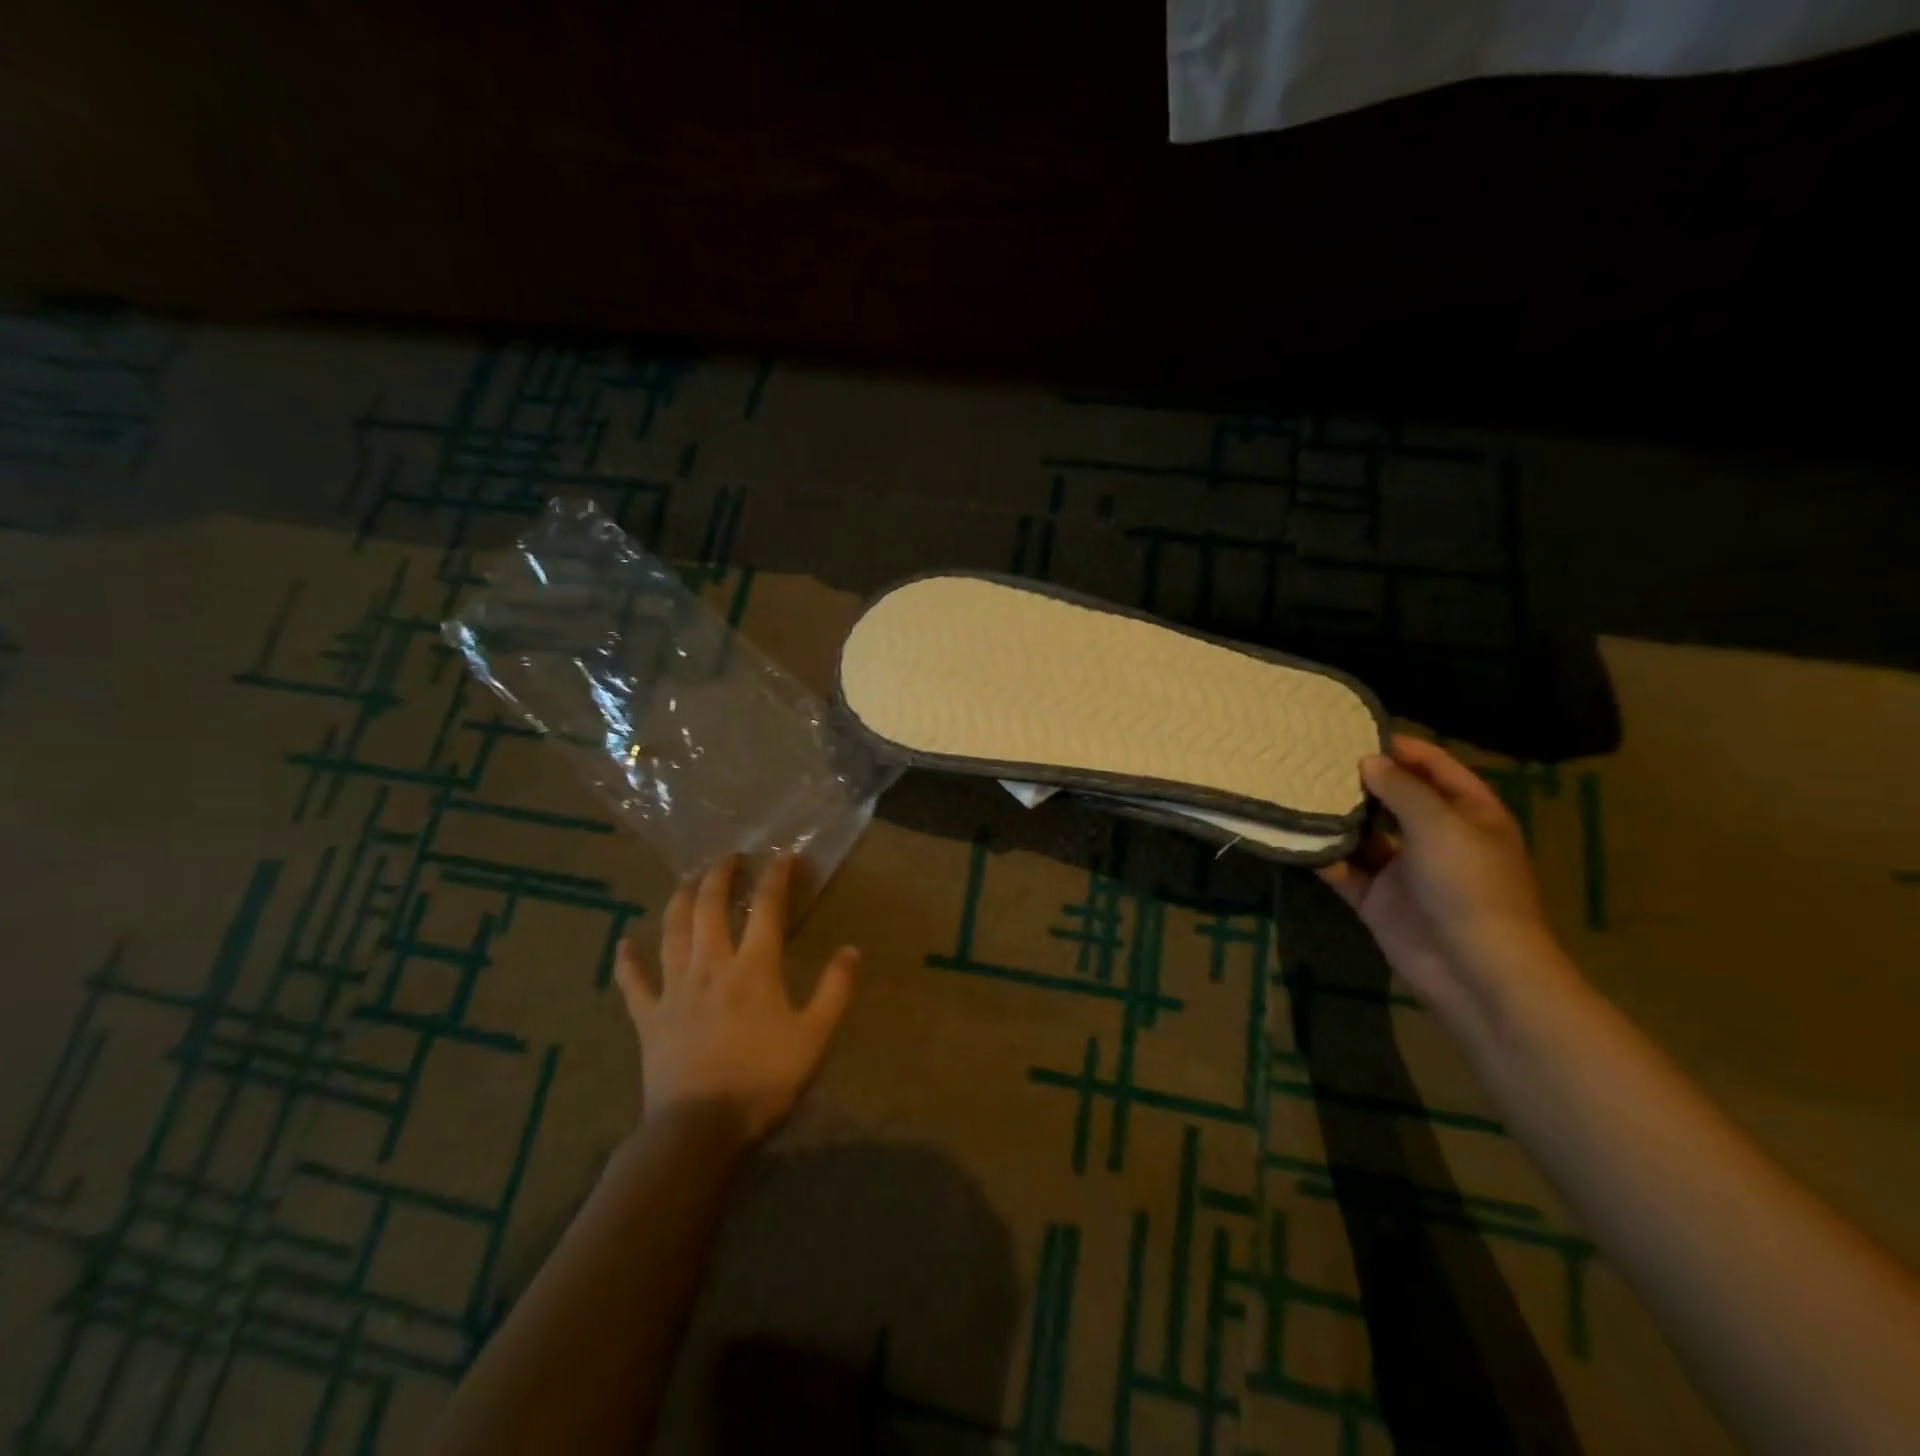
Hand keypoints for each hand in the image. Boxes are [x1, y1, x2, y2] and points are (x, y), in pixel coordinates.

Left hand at [615, 854, 859, 1142]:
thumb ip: (835, 990)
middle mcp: (710, 966)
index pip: (767, 908)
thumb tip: (852, 950)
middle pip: (709, 907)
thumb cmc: (763, 1080)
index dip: (777, 877)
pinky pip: (633, 983)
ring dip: (679, 900)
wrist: (699, 1129)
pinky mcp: (649, 1017)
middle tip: (728, 857)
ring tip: (687, 880)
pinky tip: (623, 943)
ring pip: (672, 931)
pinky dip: (627, 960)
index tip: (786, 857)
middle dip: (719, 875)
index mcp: (753, 968)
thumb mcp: (814, 1037)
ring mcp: (674, 989)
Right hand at [1317, 735, 1565, 1036]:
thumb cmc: (1469, 884)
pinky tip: (1293, 836)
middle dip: (1361, 780)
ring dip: (1337, 817)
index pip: (1435, 767)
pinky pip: (1345, 869)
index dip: (1402, 747)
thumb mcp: (1440, 825)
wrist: (1473, 968)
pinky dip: (1323, 856)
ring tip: (1297, 789)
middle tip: (1315, 757)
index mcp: (1469, 814)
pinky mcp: (1378, 898)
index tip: (1355, 731)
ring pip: (1365, 834)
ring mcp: (1405, 870)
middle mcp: (1436, 836)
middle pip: (1395, 798)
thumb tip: (1368, 761)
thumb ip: (1402, 789)